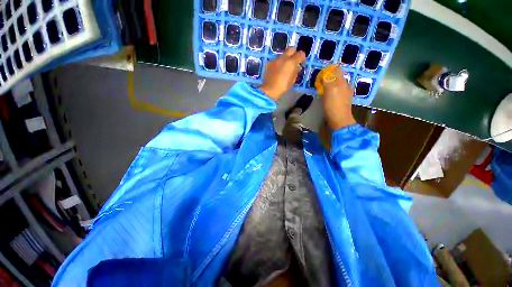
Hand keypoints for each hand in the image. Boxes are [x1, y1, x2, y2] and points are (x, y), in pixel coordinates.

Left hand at [259, 48, 305, 100]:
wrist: (269, 90)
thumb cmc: (283, 87)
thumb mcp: (293, 80)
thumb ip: (296, 71)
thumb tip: (297, 66)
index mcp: (291, 62)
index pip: (300, 54)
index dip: (302, 58)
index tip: (301, 63)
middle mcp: (283, 58)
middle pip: (291, 49)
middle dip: (293, 54)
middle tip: (293, 62)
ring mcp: (275, 60)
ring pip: (282, 55)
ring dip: (285, 59)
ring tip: (284, 68)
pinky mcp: (268, 63)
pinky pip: (275, 61)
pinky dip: (278, 64)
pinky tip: (276, 71)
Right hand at [319, 65, 355, 129]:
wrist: (339, 119)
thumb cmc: (333, 106)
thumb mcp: (329, 91)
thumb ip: (328, 80)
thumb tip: (325, 72)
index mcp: (342, 82)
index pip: (337, 69)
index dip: (329, 68)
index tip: (321, 70)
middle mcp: (345, 85)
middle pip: (337, 75)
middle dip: (330, 74)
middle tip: (320, 77)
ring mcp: (345, 92)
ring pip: (337, 82)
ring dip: (331, 81)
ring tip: (322, 84)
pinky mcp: (343, 99)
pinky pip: (337, 89)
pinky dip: (332, 88)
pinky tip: (328, 92)